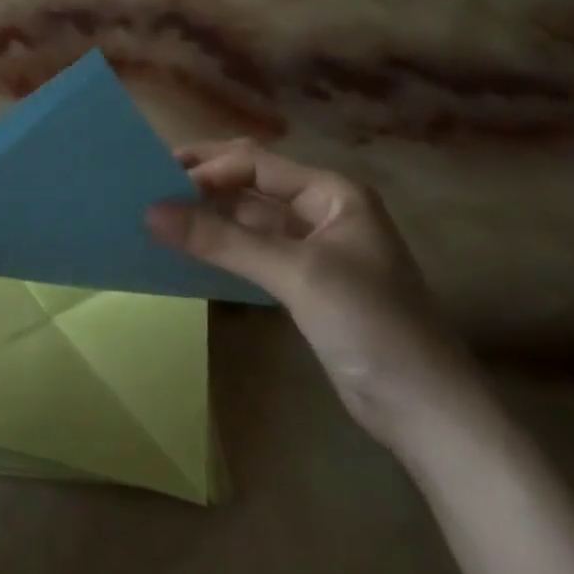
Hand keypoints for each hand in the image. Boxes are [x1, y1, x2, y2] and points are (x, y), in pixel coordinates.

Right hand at [147, 140, 486, 452]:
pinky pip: (252, 251)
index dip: (208, 169)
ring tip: (158, 215)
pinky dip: (221, 246)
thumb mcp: (296, 274)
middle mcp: (322, 211)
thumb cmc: (370, 324)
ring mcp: (313, 249)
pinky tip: (189, 249)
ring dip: (209, 215)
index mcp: (333, 193)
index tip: (157, 183)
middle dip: (205, 182)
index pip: (256, 164)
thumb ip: (223, 240)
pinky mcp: (304, 283)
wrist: (424, 409)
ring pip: (249, 218)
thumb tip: (151, 212)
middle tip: (149, 186)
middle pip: (252, 184)